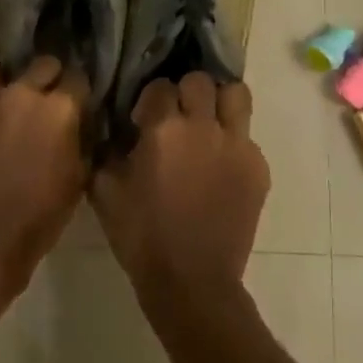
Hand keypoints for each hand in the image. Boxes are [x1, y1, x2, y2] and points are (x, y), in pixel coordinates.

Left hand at [0, 56, 90, 288]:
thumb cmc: (40, 216)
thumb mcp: (78, 179)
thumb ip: (80, 141)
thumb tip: (79, 126)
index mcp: (60, 108)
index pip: (78, 78)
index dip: (79, 92)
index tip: (77, 104)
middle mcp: (24, 92)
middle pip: (43, 64)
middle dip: (49, 78)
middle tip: (45, 101)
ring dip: (6, 82)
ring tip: (6, 100)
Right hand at [94, 73, 269, 295]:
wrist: (191, 282)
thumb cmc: (142, 235)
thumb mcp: (104, 190)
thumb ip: (106, 150)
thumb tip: (113, 130)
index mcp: (164, 128)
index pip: (160, 86)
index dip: (149, 101)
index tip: (142, 121)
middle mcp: (204, 126)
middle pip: (201, 81)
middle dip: (186, 93)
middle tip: (177, 118)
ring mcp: (237, 146)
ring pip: (236, 96)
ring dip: (220, 103)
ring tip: (207, 124)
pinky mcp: (258, 169)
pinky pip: (247, 137)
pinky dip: (233, 143)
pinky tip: (219, 168)